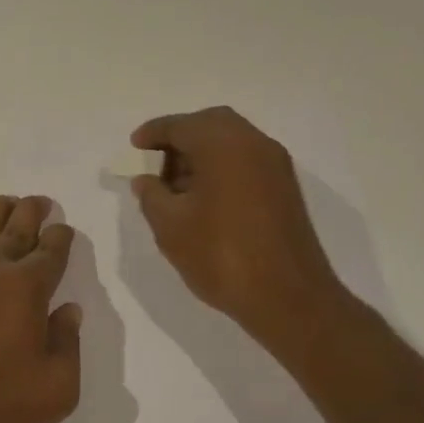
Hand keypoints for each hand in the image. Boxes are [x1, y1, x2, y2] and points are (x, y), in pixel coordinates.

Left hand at [0, 195, 82, 422]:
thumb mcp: (50, 395)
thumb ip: (69, 347)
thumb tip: (68, 310)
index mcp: (28, 286)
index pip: (53, 248)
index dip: (62, 237)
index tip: (63, 233)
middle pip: (20, 221)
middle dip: (35, 210)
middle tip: (41, 204)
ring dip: (3, 208)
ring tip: (10, 206)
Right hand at [130, 107, 344, 343]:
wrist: (289, 298)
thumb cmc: (222, 256)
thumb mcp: (171, 227)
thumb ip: (151, 195)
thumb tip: (146, 180)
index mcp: (223, 144)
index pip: (180, 125)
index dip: (153, 133)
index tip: (134, 147)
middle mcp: (253, 143)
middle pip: (210, 124)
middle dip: (180, 138)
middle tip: (156, 163)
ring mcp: (275, 164)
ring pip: (231, 142)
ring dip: (202, 153)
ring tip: (176, 187)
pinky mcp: (285, 187)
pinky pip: (246, 161)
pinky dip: (222, 167)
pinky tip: (204, 198)